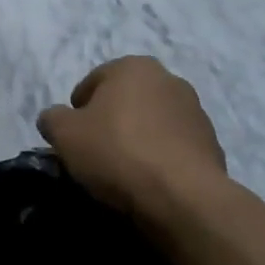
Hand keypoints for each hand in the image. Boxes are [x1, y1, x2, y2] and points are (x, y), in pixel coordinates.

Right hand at [36, 57, 233, 231]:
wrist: (183, 198)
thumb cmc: (117, 152)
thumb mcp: (64, 134)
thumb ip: (52, 118)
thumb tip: (55, 118)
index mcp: (133, 67)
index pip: (93, 82)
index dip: (77, 111)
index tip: (73, 139)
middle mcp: (168, 80)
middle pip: (125, 101)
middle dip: (110, 121)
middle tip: (95, 153)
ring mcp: (195, 112)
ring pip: (152, 123)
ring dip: (138, 139)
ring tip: (124, 172)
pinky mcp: (212, 145)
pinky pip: (174, 148)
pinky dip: (160, 159)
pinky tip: (150, 182)